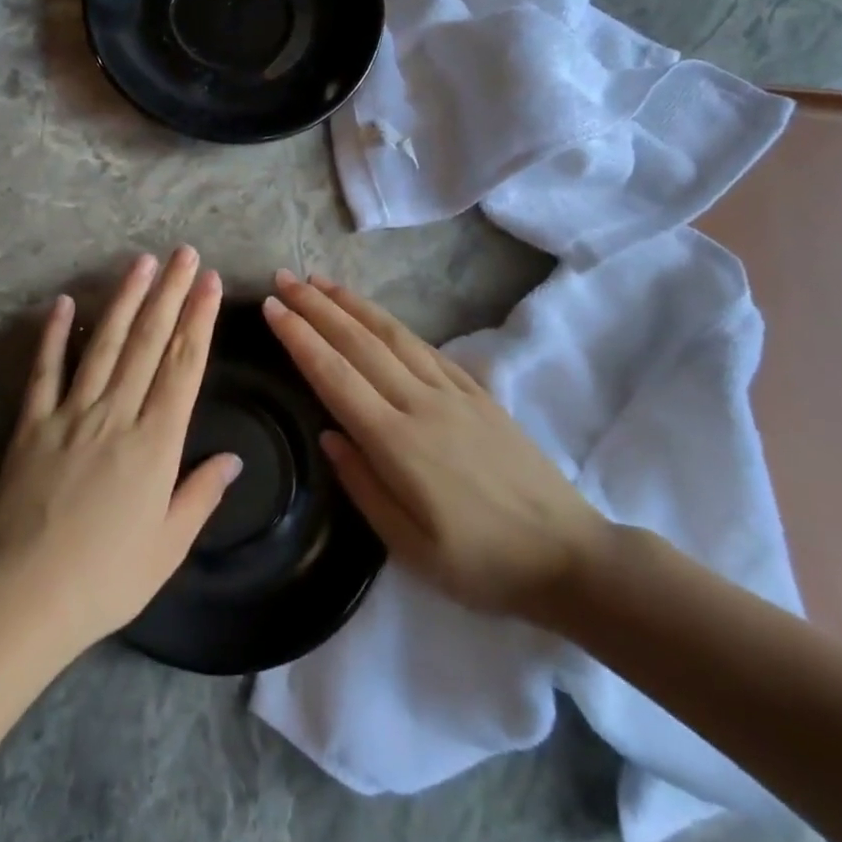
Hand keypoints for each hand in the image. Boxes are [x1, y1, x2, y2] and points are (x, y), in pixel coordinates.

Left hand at [0, 248, 241, 657]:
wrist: (23, 596)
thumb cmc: (106, 579)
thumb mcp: (167, 547)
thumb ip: (200, 495)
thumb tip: (232, 459)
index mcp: (155, 443)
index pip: (183, 367)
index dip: (199, 320)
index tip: (211, 283)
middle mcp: (116, 414)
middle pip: (148, 343)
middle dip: (170, 294)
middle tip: (185, 254)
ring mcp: (70, 414)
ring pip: (103, 345)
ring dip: (124, 300)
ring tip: (141, 263)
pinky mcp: (32, 423)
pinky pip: (45, 371)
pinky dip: (53, 335)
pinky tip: (63, 302)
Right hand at [263, 271, 607, 621]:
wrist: (569, 556)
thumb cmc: (480, 563)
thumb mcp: (410, 546)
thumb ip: (362, 485)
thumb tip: (328, 434)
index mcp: (397, 442)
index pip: (335, 376)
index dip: (300, 338)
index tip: (273, 307)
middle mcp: (421, 404)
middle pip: (358, 343)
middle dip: (316, 307)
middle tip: (284, 278)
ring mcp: (453, 393)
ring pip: (392, 335)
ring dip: (352, 304)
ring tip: (321, 282)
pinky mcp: (478, 393)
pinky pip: (426, 347)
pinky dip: (393, 324)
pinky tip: (377, 315)